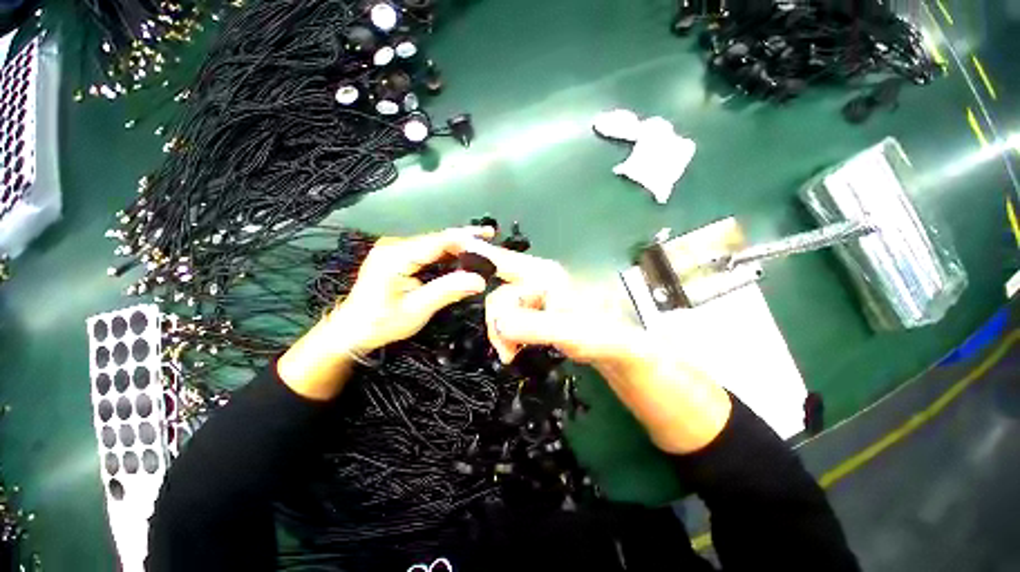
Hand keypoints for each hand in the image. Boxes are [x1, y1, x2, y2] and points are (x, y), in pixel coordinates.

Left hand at [327, 227, 493, 351]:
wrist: (352, 330)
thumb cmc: (381, 323)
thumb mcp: (417, 309)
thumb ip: (447, 291)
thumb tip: (480, 281)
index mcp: (396, 256)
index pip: (437, 241)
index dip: (464, 239)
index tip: (488, 238)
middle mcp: (395, 245)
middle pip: (437, 238)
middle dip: (465, 238)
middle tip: (490, 237)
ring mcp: (396, 249)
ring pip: (434, 243)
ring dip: (458, 245)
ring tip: (483, 243)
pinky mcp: (399, 256)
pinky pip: (428, 251)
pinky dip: (448, 253)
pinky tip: (463, 254)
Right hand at [477, 244, 731, 453]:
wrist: (614, 350)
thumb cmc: (601, 335)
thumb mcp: (570, 332)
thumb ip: (535, 325)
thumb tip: (500, 321)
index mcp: (543, 275)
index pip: (504, 260)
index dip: (479, 253)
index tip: (454, 244)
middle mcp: (535, 281)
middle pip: (498, 296)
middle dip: (497, 324)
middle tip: (508, 352)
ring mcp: (533, 297)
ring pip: (500, 311)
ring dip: (501, 333)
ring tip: (513, 354)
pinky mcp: (533, 312)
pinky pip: (508, 320)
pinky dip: (507, 335)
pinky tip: (516, 347)